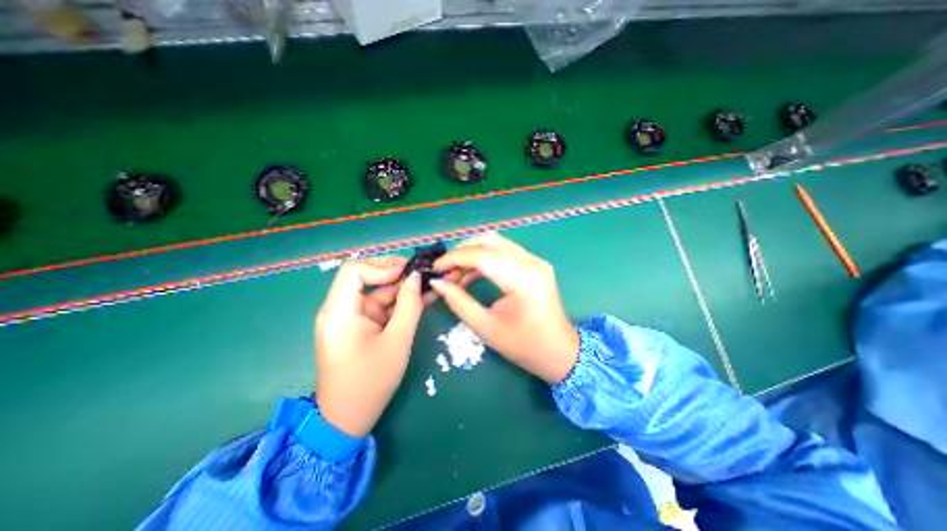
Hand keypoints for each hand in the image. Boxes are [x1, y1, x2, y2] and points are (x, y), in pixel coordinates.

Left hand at [313, 254, 420, 435]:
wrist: (349, 418)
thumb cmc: (371, 381)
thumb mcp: (397, 341)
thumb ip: (409, 306)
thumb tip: (416, 277)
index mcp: (339, 312)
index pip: (354, 271)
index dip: (382, 266)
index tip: (408, 271)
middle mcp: (340, 309)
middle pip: (366, 278)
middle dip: (396, 274)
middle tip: (423, 273)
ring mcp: (350, 318)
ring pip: (377, 292)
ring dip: (402, 288)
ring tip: (428, 283)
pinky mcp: (359, 326)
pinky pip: (380, 307)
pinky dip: (399, 303)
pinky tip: (421, 298)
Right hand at [429, 235, 577, 383]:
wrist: (559, 352)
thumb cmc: (524, 345)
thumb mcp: (486, 327)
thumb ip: (458, 301)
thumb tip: (437, 282)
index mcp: (522, 278)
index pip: (481, 256)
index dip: (454, 259)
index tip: (434, 268)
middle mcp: (531, 262)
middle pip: (489, 241)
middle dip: (462, 251)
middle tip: (444, 269)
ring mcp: (536, 261)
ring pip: (497, 243)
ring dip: (473, 254)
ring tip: (455, 274)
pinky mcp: (535, 265)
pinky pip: (505, 253)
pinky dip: (485, 259)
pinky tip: (471, 274)